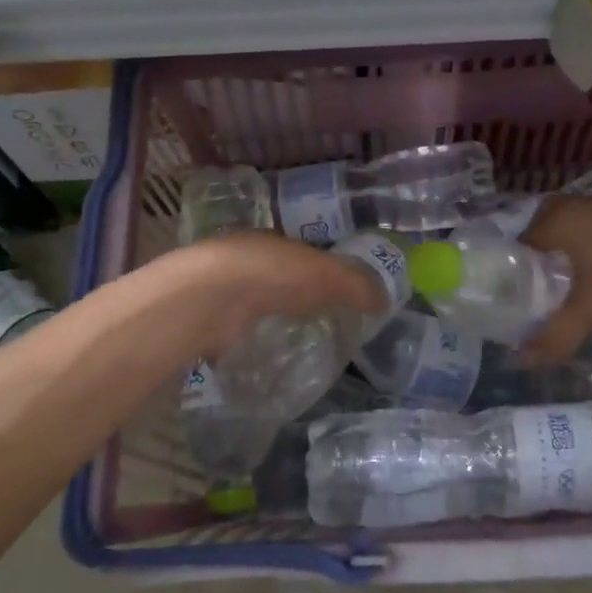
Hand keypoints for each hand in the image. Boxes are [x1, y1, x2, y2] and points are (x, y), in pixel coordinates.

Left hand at [150, 233, 381, 360]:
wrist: (210, 298)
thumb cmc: (274, 275)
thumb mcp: (328, 277)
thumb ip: (356, 287)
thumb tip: (384, 300)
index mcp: (272, 240)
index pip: (299, 253)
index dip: (318, 270)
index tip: (333, 292)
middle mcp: (244, 259)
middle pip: (275, 277)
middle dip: (293, 294)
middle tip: (317, 318)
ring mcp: (221, 289)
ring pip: (252, 301)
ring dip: (268, 315)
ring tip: (292, 339)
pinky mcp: (207, 320)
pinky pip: (235, 328)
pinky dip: (248, 337)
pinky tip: (261, 352)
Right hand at [519, 196, 591, 358]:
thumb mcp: (590, 311)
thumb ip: (554, 335)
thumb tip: (521, 360)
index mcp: (560, 221)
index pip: (521, 237)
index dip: (512, 262)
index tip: (510, 286)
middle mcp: (580, 205)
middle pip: (545, 222)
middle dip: (538, 247)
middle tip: (535, 278)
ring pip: (574, 221)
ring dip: (567, 242)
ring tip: (565, 275)